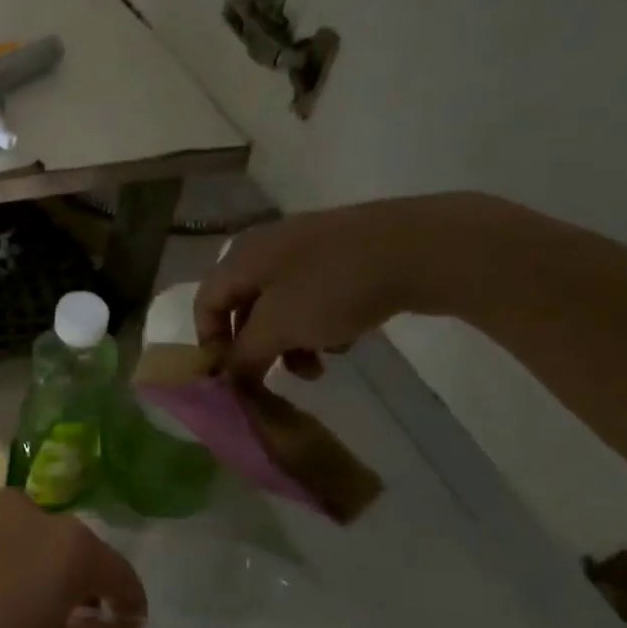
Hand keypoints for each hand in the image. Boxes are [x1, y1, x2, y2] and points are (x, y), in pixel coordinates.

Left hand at [0, 489, 145, 627]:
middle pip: (67, 549)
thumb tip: (122, 620)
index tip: (123, 627)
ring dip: (24, 567)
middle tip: (59, 626)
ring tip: (3, 611)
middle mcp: (24, 512)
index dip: (127, 604)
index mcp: (66, 547)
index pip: (117, 573)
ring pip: (18, 538)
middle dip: (72, 583)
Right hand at [195, 193, 506, 382]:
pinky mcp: (343, 254)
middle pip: (244, 307)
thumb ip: (244, 356)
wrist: (421, 248)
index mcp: (241, 258)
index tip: (231, 379)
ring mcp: (307, 248)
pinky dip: (318, 324)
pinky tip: (345, 340)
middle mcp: (266, 248)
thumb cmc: (333, 287)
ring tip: (317, 368)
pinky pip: (314, 297)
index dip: (210, 344)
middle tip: (274, 379)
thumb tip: (227, 378)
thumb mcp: (279, 328)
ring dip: (290, 342)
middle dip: (257, 349)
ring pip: (281, 306)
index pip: (205, 303)